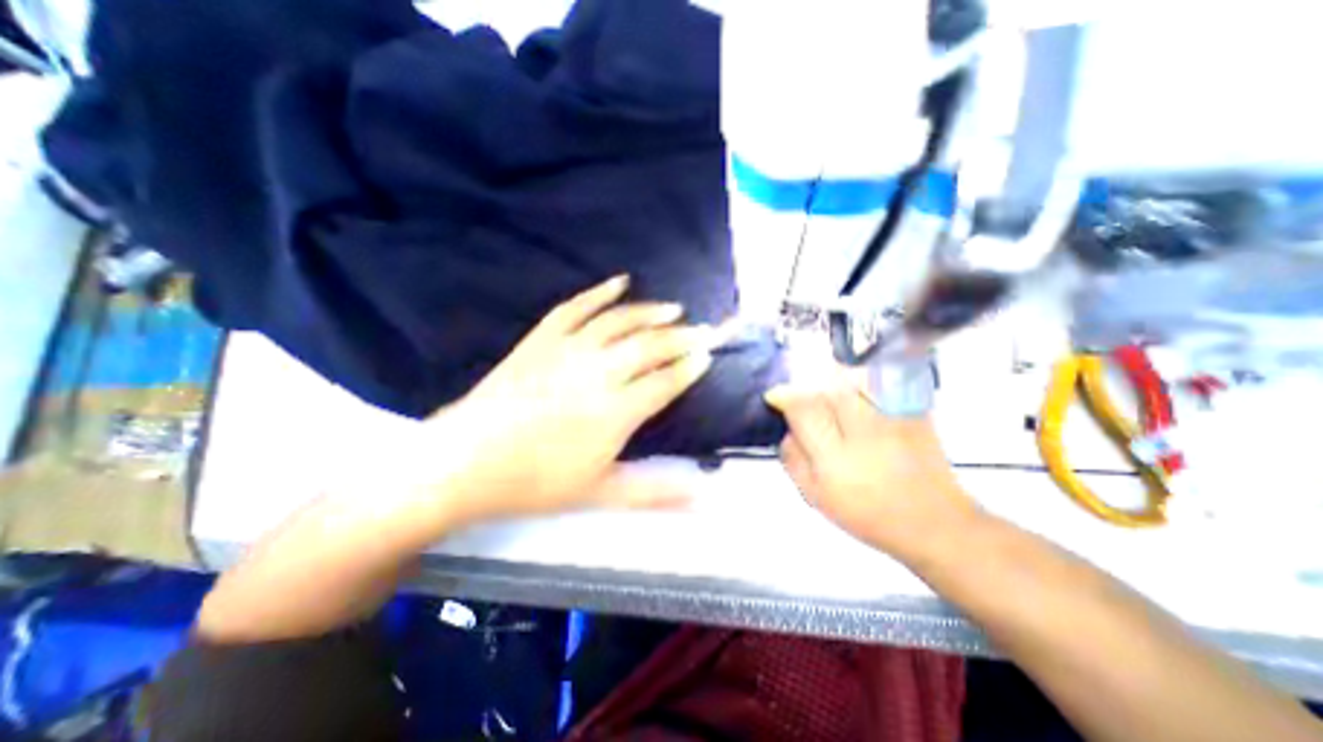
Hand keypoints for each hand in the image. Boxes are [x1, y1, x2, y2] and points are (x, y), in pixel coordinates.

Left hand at [430, 274, 712, 525]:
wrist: (465, 462)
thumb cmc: (535, 482)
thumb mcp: (601, 494)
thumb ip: (655, 493)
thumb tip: (703, 496)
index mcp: (616, 411)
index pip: (665, 381)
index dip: (690, 367)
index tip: (707, 356)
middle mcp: (598, 372)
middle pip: (650, 346)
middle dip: (682, 336)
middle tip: (704, 329)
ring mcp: (568, 349)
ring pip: (619, 321)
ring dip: (650, 312)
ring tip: (673, 308)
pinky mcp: (542, 338)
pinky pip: (576, 307)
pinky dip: (599, 292)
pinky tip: (619, 282)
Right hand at [765, 376, 979, 561]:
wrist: (934, 523)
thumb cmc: (867, 515)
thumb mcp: (815, 496)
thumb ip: (792, 458)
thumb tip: (786, 427)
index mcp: (836, 459)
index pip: (804, 409)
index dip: (785, 396)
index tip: (775, 396)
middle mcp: (865, 432)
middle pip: (827, 389)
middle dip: (809, 390)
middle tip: (805, 402)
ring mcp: (893, 419)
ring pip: (852, 382)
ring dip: (833, 385)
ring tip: (832, 401)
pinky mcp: (914, 412)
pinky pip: (877, 385)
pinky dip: (860, 386)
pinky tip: (859, 402)